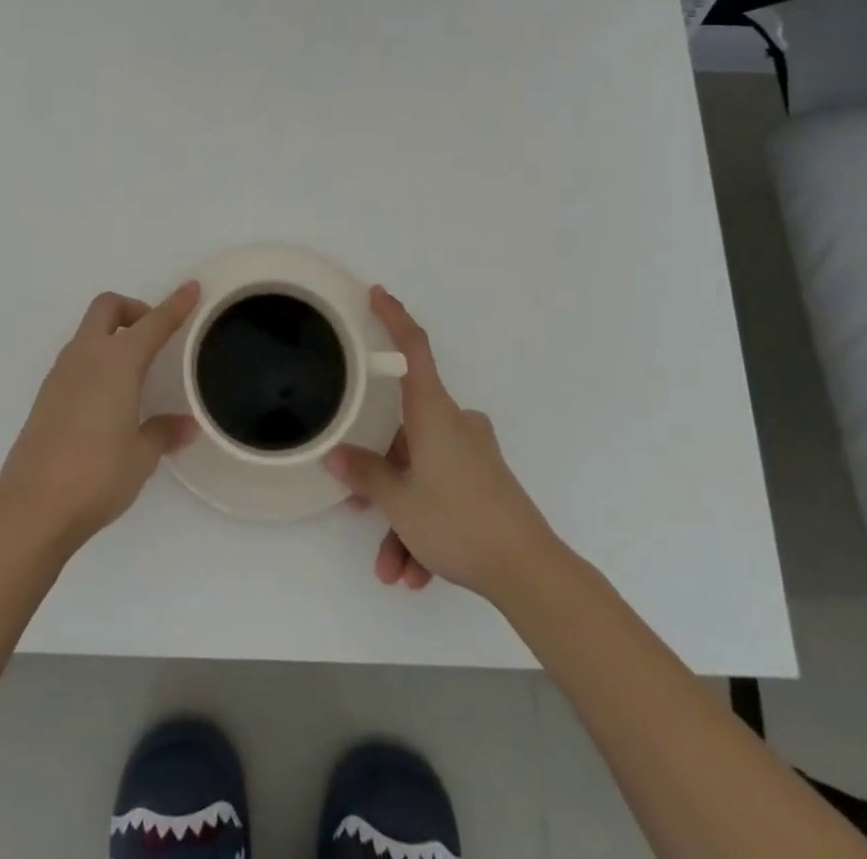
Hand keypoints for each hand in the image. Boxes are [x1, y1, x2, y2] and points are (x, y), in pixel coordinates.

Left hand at [0, 283, 199, 550]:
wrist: (32, 508)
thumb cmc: (97, 475)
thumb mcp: (141, 455)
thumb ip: (163, 432)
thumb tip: (186, 425)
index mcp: (117, 361)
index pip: (153, 323)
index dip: (175, 304)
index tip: (192, 288)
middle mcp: (86, 356)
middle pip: (107, 307)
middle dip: (133, 309)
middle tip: (153, 336)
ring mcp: (60, 374)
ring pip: (88, 332)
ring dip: (112, 335)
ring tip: (135, 370)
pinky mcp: (45, 396)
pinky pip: (76, 360)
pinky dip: (96, 361)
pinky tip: (108, 397)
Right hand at [326, 287, 556, 601]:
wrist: (530, 572)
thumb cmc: (457, 520)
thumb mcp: (398, 500)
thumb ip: (365, 474)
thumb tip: (336, 456)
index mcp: (434, 412)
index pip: (413, 349)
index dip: (394, 318)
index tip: (378, 293)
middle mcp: (455, 424)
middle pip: (405, 433)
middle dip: (382, 476)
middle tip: (359, 508)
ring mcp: (473, 454)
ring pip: (421, 473)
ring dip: (402, 518)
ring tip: (393, 568)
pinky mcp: (485, 483)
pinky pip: (442, 493)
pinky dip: (425, 527)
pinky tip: (416, 573)